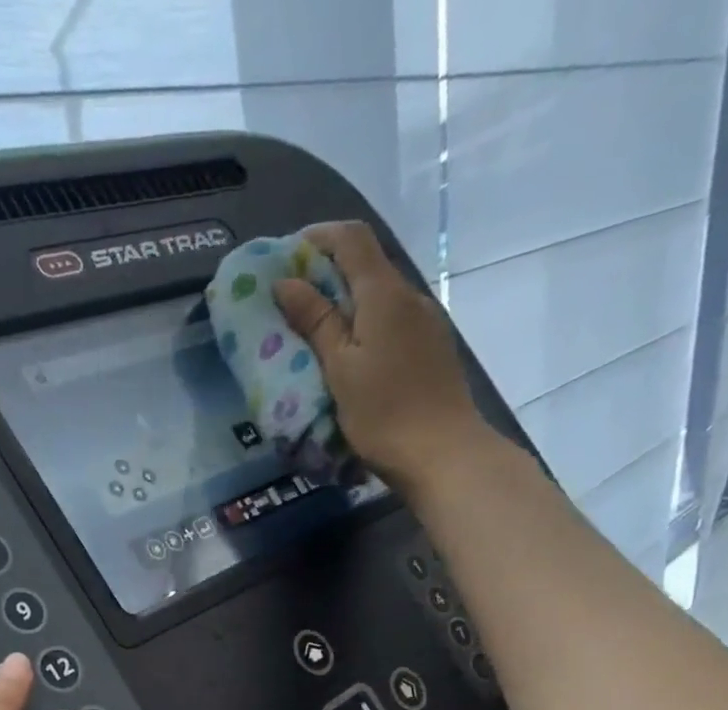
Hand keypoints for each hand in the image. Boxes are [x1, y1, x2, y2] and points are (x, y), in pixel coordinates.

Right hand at [274, 221, 500, 496]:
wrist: (442, 453)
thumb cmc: (383, 412)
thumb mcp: (339, 368)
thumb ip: (315, 321)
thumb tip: (286, 282)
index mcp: (384, 294)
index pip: (351, 239)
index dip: (317, 238)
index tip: (285, 257)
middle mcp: (409, 297)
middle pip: (366, 266)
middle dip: (326, 272)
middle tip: (290, 300)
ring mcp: (425, 323)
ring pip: (379, 297)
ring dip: (345, 303)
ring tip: (313, 332)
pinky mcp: (430, 349)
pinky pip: (391, 322)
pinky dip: (363, 325)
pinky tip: (347, 355)